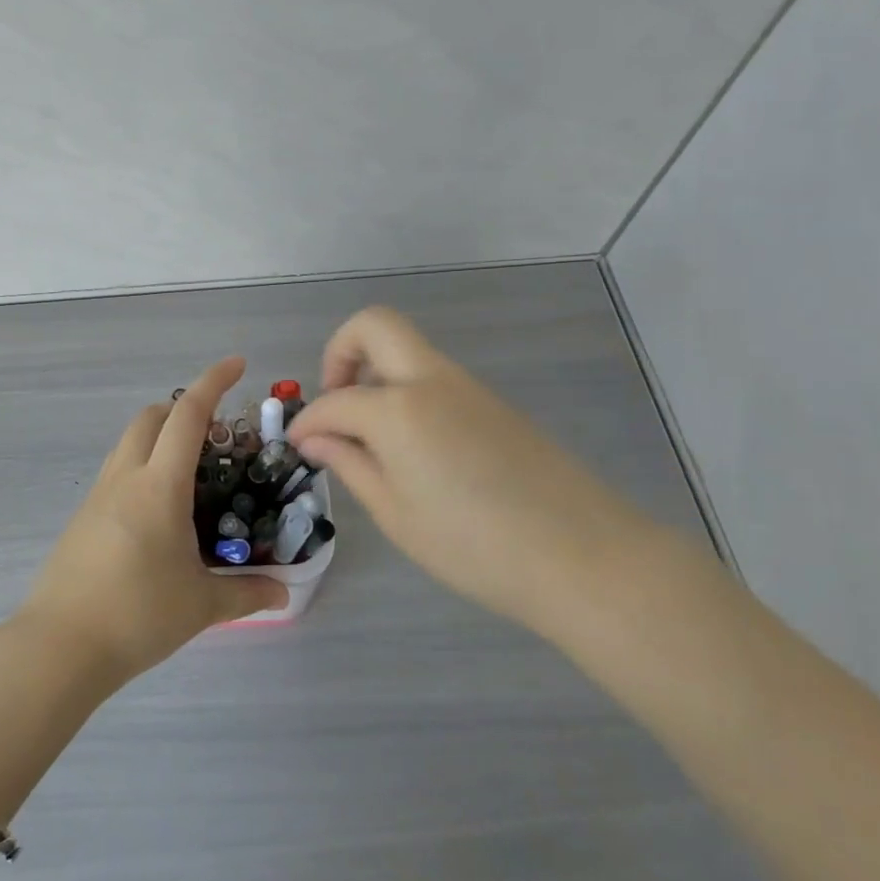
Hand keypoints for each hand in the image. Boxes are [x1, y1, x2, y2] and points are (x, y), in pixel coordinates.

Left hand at [20, 357, 289, 683]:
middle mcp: (126, 477)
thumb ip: (247, 593)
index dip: (213, 382)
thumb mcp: (201, 605)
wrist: (59, 646)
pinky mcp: (82, 518)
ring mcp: (98, 496)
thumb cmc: (137, 615)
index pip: (188, 415)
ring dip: (159, 435)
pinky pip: (117, 471)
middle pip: (151, 416)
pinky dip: (142, 465)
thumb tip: (284, 592)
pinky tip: (158, 510)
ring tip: (190, 470)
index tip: (236, 363)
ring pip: (129, 441)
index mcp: (159, 485)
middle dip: (183, 407)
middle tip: (216, 431)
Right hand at [287, 307, 666, 636]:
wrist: (581, 555)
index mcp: (397, 409)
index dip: (308, 422)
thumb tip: (315, 438)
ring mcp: (466, 386)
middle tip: (336, 401)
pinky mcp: (492, 403)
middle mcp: (430, 380)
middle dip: (341, 351)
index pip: (334, 402)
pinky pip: (434, 378)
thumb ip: (350, 465)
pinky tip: (413, 448)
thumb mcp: (396, 514)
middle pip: (375, 325)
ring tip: (370, 437)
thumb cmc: (473, 546)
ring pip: (407, 350)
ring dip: (376, 373)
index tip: (298, 447)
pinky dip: (406, 392)